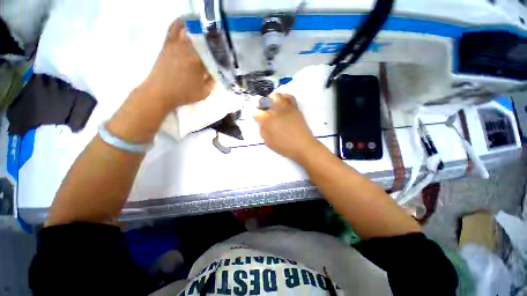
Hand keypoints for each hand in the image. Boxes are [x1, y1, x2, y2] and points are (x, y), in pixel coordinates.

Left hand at [141, 18, 214, 109]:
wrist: (159, 92)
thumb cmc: (184, 94)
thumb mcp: (204, 92)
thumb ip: (212, 81)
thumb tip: (216, 71)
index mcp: (200, 62)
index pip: (214, 54)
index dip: (221, 54)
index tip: (225, 56)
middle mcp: (189, 49)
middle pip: (205, 40)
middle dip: (213, 41)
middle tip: (218, 43)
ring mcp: (177, 44)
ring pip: (192, 31)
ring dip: (201, 29)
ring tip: (207, 29)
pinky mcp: (168, 43)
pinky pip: (174, 28)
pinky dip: (181, 22)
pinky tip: (188, 21)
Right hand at [254, 93, 318, 162]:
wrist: (303, 146)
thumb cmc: (285, 147)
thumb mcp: (268, 143)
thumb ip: (263, 131)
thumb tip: (262, 123)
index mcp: (268, 121)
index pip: (258, 113)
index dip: (256, 115)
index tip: (257, 118)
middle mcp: (276, 112)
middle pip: (265, 101)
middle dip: (261, 104)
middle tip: (261, 108)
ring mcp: (286, 109)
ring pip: (276, 96)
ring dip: (271, 98)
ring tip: (270, 102)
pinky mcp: (295, 108)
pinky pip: (289, 97)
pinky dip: (284, 96)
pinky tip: (281, 100)